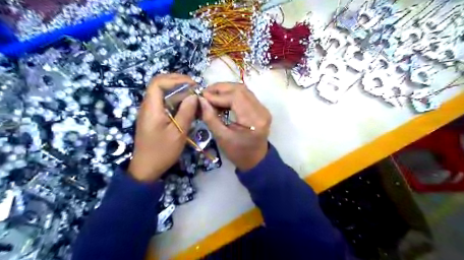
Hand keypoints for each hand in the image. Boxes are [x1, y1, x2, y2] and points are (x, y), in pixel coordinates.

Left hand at [128, 75, 197, 181]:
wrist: (146, 168)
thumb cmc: (162, 152)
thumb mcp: (178, 133)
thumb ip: (186, 112)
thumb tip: (194, 96)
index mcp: (151, 108)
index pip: (158, 82)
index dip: (176, 79)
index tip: (193, 84)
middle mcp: (148, 106)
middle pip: (160, 85)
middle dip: (178, 83)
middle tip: (195, 89)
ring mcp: (150, 112)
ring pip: (163, 94)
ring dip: (179, 92)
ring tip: (194, 97)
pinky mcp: (154, 118)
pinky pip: (165, 104)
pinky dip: (177, 102)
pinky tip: (188, 107)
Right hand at [199, 82, 272, 170]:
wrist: (256, 160)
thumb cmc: (238, 153)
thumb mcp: (222, 138)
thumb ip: (211, 118)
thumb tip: (201, 100)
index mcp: (254, 120)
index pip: (236, 97)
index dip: (217, 95)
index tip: (202, 97)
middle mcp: (261, 110)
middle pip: (240, 89)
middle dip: (221, 88)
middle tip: (205, 93)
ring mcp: (263, 108)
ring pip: (243, 90)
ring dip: (226, 90)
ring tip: (211, 95)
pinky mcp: (260, 109)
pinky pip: (245, 96)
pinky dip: (232, 95)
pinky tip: (221, 99)